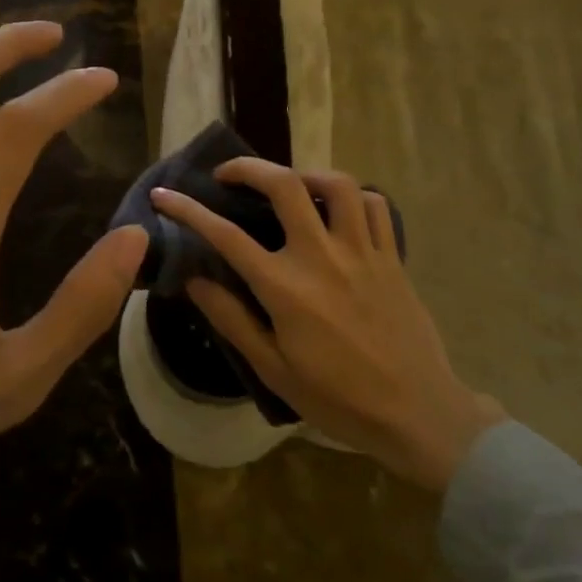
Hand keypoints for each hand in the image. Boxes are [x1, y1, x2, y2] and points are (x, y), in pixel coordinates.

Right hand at [150, 160, 502, 491]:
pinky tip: (336, 211)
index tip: (165, 196)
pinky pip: (374, 206)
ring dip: (304, 175)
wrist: (416, 413)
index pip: (226, 236)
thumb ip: (232, 319)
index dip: (189, 210)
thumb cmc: (338, 398)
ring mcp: (362, 251)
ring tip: (287, 187)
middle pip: (284, 185)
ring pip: (336, 184)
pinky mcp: (392, 257)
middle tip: (227, 175)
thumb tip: (194, 280)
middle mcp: (322, 256)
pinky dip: (351, 197)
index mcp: (286, 288)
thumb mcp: (274, 369)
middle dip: (248, 168)